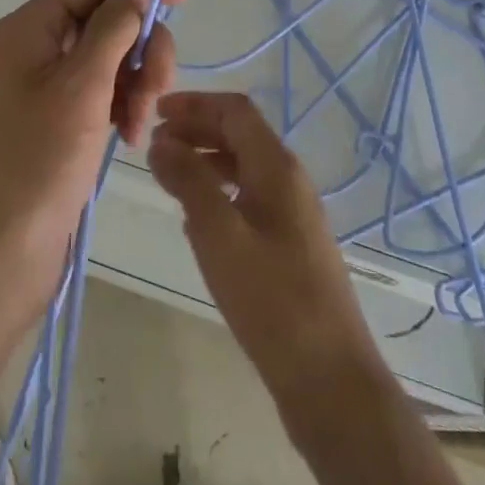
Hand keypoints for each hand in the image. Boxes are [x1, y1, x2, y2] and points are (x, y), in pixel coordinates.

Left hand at [0, 0, 184, 294]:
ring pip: (113, 55)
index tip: (180, 1)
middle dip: (141, 48)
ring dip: (138, 82)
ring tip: (140, 124)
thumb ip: (112, 29)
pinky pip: (105, 88)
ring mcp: (50, 81)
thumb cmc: (39, 160)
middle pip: (107, 17)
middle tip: (158, 89)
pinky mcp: (63, 113)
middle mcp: (39, 45)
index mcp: (31, 27)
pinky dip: (125, 104)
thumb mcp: (81, 86)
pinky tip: (131, 136)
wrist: (4, 247)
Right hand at [148, 91, 387, 406]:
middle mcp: (289, 181)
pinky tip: (195, 221)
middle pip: (240, 135)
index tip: (156, 114)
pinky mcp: (290, 246)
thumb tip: (161, 141)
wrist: (329, 380)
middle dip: (197, 130)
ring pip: (244, 169)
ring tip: (168, 178)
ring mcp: (292, 215)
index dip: (195, 104)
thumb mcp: (218, 233)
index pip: (235, 111)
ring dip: (205, 162)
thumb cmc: (271, 298)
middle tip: (155, 146)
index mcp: (277, 167)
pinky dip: (218, 194)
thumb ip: (188, 180)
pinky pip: (248, 200)